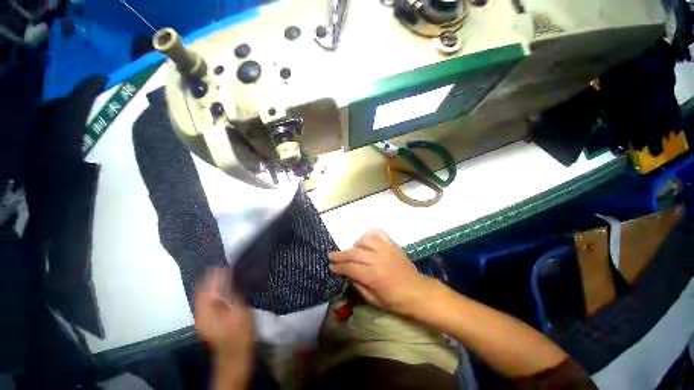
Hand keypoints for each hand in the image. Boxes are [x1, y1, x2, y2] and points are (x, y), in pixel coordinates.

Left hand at [195, 268, 253, 365]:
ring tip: (229, 273)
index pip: (206, 286)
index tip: (227, 264)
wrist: (236, 355)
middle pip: (203, 289)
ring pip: (206, 293)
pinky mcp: (208, 318)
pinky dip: (217, 290)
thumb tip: (229, 275)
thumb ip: (233, 292)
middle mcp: (200, 312)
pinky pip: (210, 299)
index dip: (215, 274)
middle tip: (230, 267)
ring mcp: (203, 316)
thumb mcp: (240, 311)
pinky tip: (227, 287)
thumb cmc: (240, 333)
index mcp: (206, 311)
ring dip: (216, 282)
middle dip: (214, 276)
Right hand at [328, 229, 437, 315]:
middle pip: (354, 252)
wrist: (417, 291)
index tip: (330, 265)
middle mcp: (377, 259)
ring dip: (354, 244)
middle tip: (331, 255)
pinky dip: (369, 234)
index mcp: (373, 276)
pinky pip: (377, 233)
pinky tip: (366, 240)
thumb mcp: (373, 299)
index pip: (350, 267)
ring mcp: (385, 249)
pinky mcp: (391, 244)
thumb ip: (358, 285)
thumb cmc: (395, 300)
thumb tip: (347, 273)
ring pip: (364, 240)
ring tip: (352, 250)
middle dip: (340, 254)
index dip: (338, 266)